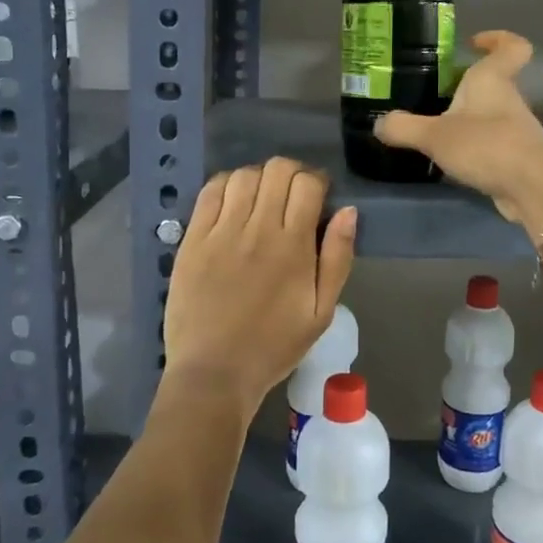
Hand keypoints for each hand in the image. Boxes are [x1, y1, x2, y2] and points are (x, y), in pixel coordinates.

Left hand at [160, 158, 357, 425]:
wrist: (214, 373)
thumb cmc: (274, 346)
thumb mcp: (322, 311)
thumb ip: (338, 258)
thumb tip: (349, 211)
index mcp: (293, 246)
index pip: (308, 184)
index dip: (317, 181)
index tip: (318, 196)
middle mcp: (257, 229)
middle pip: (277, 170)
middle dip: (292, 173)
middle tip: (292, 196)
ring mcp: (221, 232)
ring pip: (243, 175)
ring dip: (259, 178)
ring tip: (262, 199)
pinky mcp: (193, 239)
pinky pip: (210, 192)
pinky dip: (226, 184)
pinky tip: (233, 201)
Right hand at [375, 31, 542, 231]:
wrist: (533, 188)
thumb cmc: (486, 145)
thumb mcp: (434, 136)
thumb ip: (404, 128)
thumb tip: (379, 124)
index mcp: (492, 80)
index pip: (511, 47)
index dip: (498, 39)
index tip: (474, 43)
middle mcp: (508, 100)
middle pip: (494, 83)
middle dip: (467, 87)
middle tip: (435, 94)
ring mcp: (516, 130)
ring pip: (491, 115)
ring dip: (469, 120)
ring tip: (435, 131)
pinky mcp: (516, 158)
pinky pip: (492, 144)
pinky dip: (474, 148)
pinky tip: (452, 161)